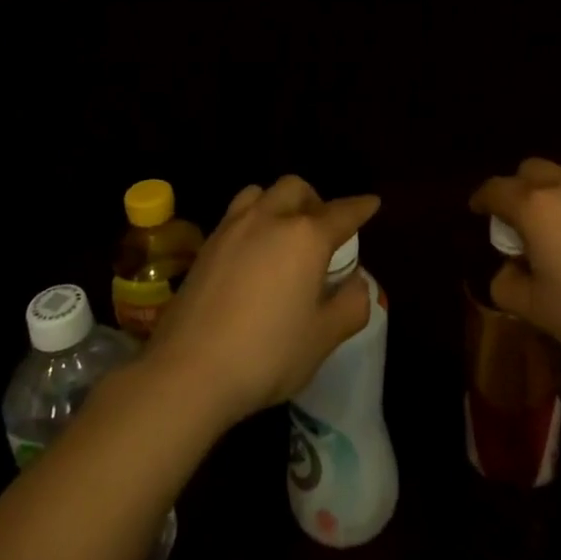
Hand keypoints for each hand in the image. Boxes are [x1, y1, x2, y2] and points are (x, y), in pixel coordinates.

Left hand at [143, 176, 378, 426]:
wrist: (188, 371)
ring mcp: (232, 228)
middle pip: (296, 188)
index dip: (361, 207)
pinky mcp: (205, 245)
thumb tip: (357, 282)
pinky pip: (236, 215)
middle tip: (323, 229)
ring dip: (279, 203)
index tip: (372, 203)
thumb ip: (351, 304)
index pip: (342, 212)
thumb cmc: (267, 354)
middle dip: (315, 200)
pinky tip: (253, 252)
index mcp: (305, 236)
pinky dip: (253, 220)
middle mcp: (269, 219)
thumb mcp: (323, 338)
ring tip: (284, 233)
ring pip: (260, 193)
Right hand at [471, 158, 560, 371]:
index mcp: (535, 207)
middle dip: (515, 190)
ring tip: (557, 236)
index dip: (481, 200)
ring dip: (549, 197)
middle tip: (518, 225)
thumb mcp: (536, 309)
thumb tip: (510, 269)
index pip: (495, 189)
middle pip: (529, 170)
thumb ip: (507, 284)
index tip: (477, 212)